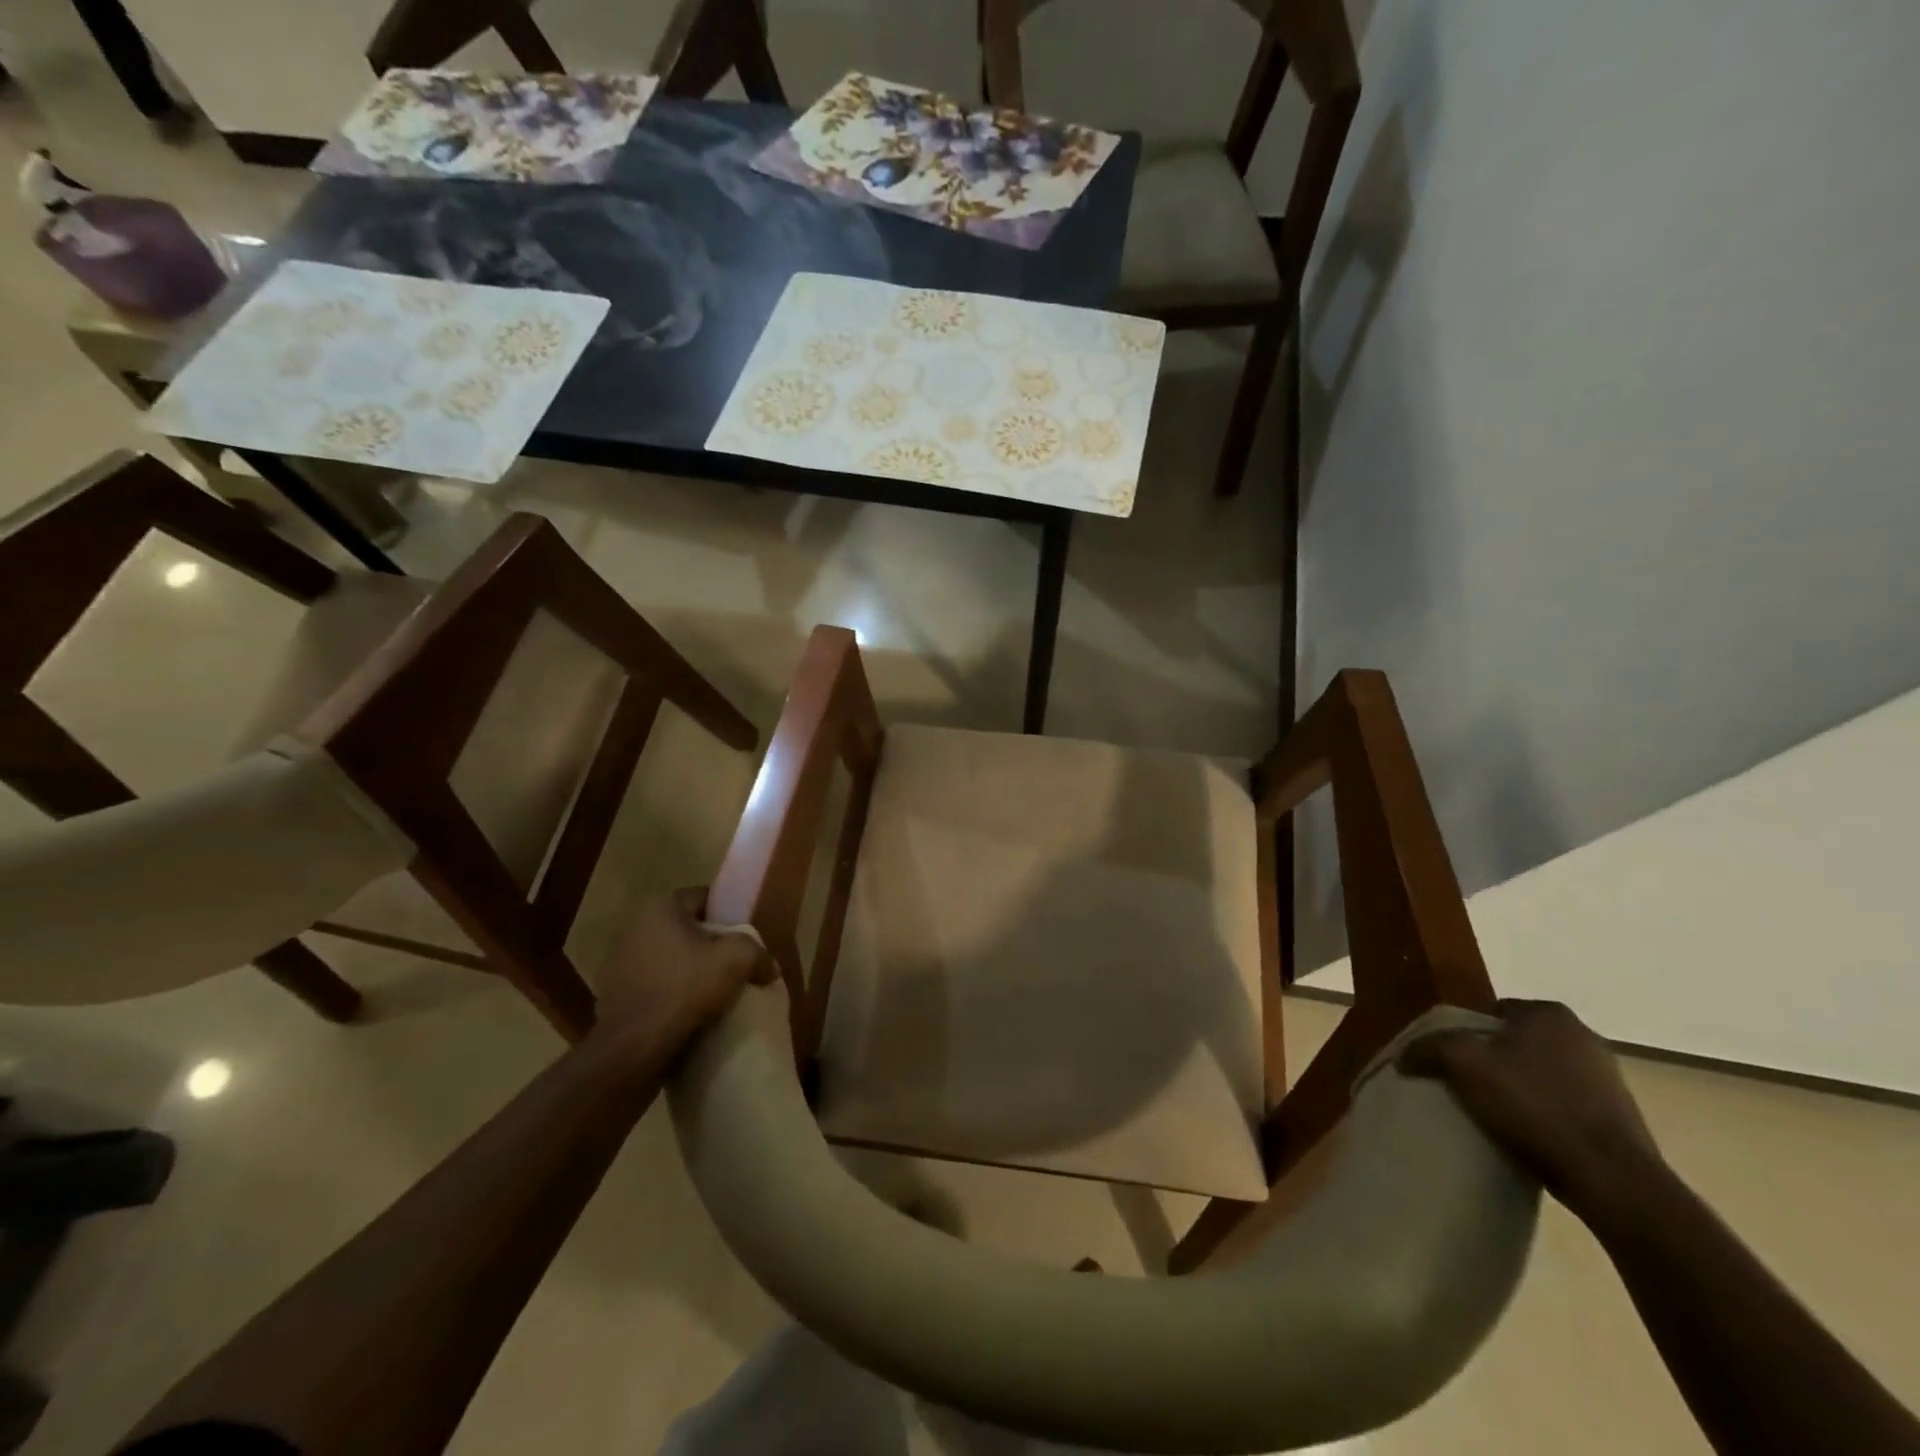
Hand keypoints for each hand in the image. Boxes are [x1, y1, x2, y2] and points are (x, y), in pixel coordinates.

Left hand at [590, 888, 774, 1063]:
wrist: (632, 1049)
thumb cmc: (684, 989)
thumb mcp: (737, 960)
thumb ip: (758, 952)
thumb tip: (767, 967)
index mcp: (661, 908)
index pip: (704, 898)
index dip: (728, 914)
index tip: (745, 936)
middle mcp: (635, 927)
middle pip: (686, 929)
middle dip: (709, 944)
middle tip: (733, 964)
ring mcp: (619, 963)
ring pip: (669, 959)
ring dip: (688, 971)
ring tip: (714, 993)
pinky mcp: (613, 996)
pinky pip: (653, 986)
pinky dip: (670, 994)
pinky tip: (689, 1013)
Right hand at [1401, 1000, 1668, 1224]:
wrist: (1612, 1180)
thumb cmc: (1533, 1105)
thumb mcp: (1462, 1064)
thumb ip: (1428, 1048)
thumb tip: (1405, 1055)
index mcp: (1549, 1014)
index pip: (1492, 1011)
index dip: (1466, 1033)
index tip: (1452, 1061)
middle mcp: (1584, 1036)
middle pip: (1517, 1042)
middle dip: (1493, 1060)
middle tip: (1467, 1085)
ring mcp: (1609, 1078)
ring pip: (1542, 1073)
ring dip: (1520, 1088)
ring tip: (1495, 1114)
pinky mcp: (1620, 1117)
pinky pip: (1565, 1103)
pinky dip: (1545, 1113)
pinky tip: (1528, 1134)